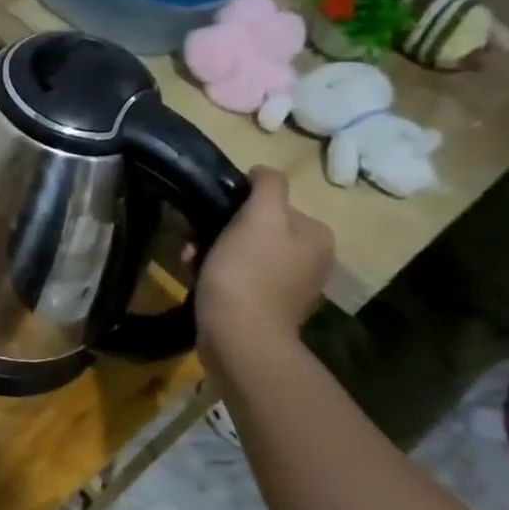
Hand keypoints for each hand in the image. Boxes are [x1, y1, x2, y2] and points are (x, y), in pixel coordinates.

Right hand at [198, 168, 333, 356]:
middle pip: (258, 228)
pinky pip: (241, 278)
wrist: (240, 337)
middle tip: (195, 242)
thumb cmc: (247, 271)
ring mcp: (292, 286)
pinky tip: (199, 279)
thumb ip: (268, 186)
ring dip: (214, 252)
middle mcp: (313, 259)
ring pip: (245, 253)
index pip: (273, 202)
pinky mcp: (270, 308)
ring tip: (192, 262)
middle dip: (221, 231)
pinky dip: (220, 274)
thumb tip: (263, 172)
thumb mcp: (259, 216)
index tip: (211, 216)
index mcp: (316, 234)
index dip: (237, 206)